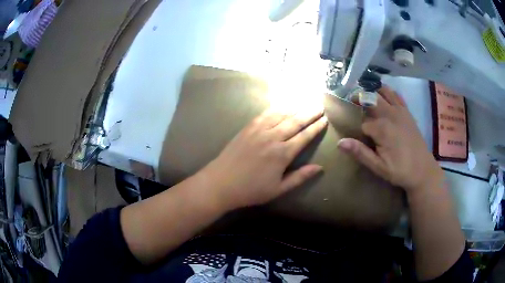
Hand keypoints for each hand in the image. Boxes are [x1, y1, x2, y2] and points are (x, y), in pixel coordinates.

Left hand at [202, 107, 327, 209]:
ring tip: (305, 101)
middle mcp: (273, 137)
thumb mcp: (278, 189)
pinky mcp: (248, 128)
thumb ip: (300, 177)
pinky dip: (276, 108)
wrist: (221, 183)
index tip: (324, 120)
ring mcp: (259, 130)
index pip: (304, 136)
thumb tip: (319, 167)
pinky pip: (265, 114)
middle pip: (295, 121)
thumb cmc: (251, 190)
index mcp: (282, 154)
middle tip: (319, 106)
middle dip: (309, 113)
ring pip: (281, 114)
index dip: (316, 128)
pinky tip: (282, 104)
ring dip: (295, 107)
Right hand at [337, 86, 442, 193]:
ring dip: (373, 92)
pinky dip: (387, 92)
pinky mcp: (407, 112)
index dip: (358, 129)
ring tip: (366, 97)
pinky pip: (396, 95)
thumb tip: (339, 142)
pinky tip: (383, 95)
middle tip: (352, 102)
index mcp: (382, 129)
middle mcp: (390, 115)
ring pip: (383, 92)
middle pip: (371, 99)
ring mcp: (400, 111)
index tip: (357, 136)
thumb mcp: (378, 167)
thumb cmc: (400, 170)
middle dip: (360, 99)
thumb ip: (360, 152)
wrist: (422, 170)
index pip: (363, 123)